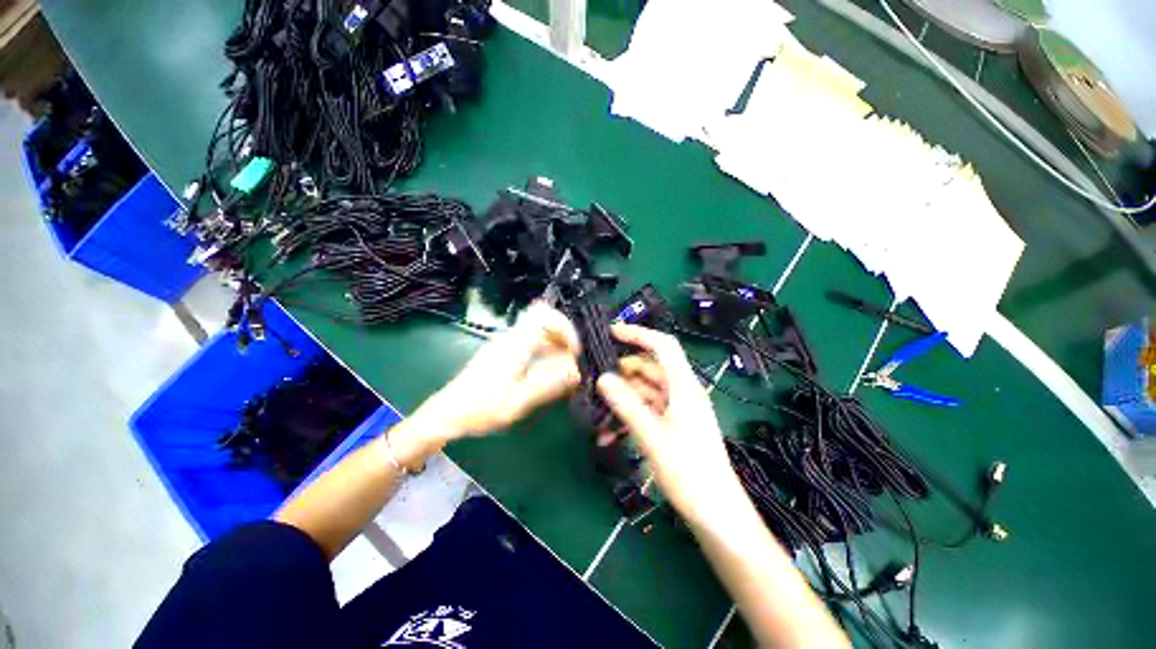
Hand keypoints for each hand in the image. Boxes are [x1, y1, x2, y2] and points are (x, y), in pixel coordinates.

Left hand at [410, 302, 581, 445]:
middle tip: (569, 362)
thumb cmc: (481, 408)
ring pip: (538, 332)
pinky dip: (544, 352)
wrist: (448, 413)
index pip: (544, 315)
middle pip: (543, 321)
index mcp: (515, 344)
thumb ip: (549, 385)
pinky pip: (530, 342)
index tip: (573, 350)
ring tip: (561, 371)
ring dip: (554, 346)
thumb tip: (576, 372)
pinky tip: (546, 373)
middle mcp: (510, 338)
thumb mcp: (518, 401)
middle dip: (562, 338)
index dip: (564, 327)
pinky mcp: (503, 352)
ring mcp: (505, 344)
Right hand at [596, 324, 743, 524]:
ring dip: (621, 398)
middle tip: (594, 379)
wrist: (716, 513)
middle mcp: (681, 393)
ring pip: (644, 391)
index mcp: (684, 387)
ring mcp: (676, 410)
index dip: (639, 334)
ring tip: (597, 410)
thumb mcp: (652, 436)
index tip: (611, 333)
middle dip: (622, 372)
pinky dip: (628, 416)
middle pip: (649, 369)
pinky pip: (646, 411)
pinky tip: (608, 433)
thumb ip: (627, 405)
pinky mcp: (671, 426)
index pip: (663, 346)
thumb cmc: (690, 473)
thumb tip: (603, 379)